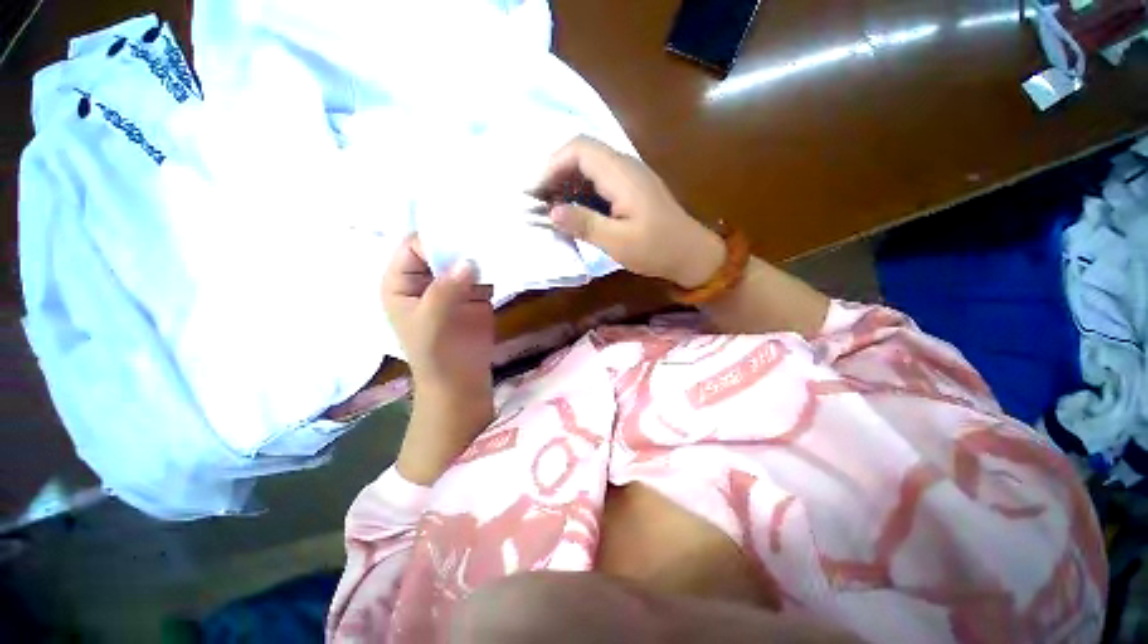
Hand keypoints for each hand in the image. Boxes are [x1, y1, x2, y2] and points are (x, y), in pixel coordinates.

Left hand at [383, 235, 494, 391]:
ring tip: (499, 240)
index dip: (435, 239)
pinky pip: (483, 274)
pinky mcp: (475, 295)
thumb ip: (445, 288)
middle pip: (441, 250)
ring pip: (463, 260)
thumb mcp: (431, 320)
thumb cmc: (435, 354)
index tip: (463, 233)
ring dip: (479, 253)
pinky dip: (493, 267)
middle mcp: (425, 280)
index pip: (413, 247)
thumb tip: (468, 260)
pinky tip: (506, 260)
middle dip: (460, 242)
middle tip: (486, 230)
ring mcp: (452, 287)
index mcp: (401, 283)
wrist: (460, 381)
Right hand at [536, 136, 725, 288]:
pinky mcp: (632, 188)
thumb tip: (552, 212)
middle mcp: (625, 166)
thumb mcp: (618, 242)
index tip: (537, 191)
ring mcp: (631, 175)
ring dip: (568, 181)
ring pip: (591, 165)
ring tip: (553, 206)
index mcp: (622, 175)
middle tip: (541, 200)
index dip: (552, 165)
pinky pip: (601, 179)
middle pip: (583, 152)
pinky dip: (582, 189)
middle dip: (556, 172)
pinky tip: (576, 210)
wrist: (692, 253)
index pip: (579, 149)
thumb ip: (585, 224)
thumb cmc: (657, 249)